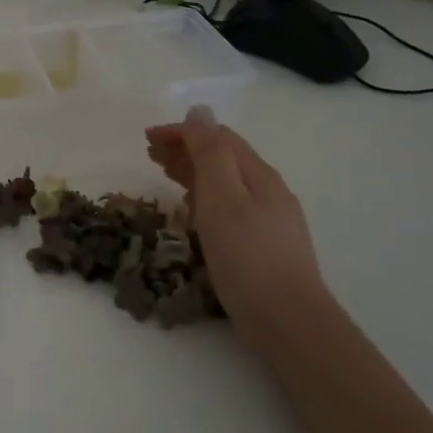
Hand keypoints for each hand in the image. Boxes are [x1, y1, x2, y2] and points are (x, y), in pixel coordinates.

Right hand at [146, 106, 325, 327]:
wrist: (286, 320)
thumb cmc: (247, 257)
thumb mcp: (223, 198)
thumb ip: (210, 154)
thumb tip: (200, 111)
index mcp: (258, 175)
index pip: (218, 138)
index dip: (182, 132)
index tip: (146, 138)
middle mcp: (267, 192)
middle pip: (223, 158)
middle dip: (185, 149)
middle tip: (149, 154)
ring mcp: (269, 220)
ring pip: (226, 184)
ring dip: (193, 172)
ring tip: (164, 175)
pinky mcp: (263, 246)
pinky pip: (228, 208)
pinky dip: (204, 198)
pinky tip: (192, 213)